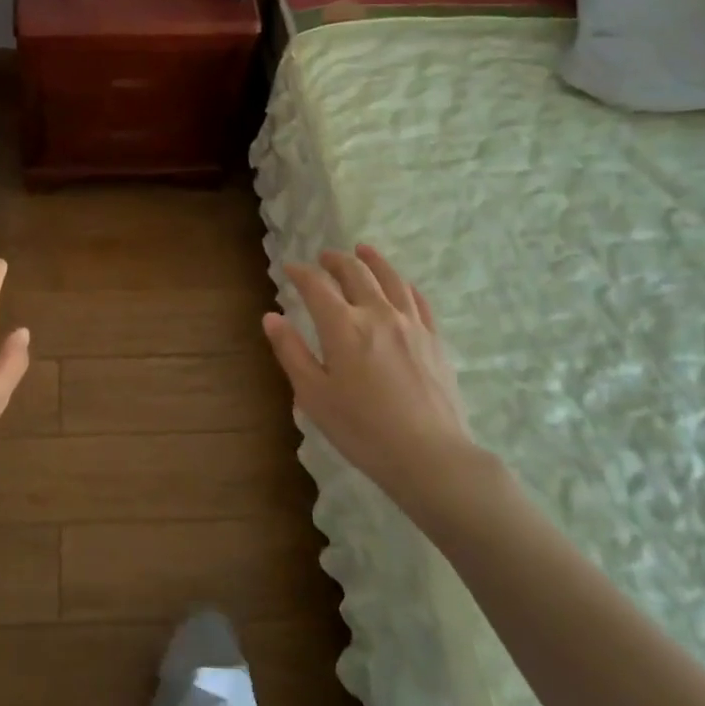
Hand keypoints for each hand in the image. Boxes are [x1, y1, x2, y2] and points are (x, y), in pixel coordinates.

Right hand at [263, 245, 505, 534]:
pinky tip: (400, 284)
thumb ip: (291, 351)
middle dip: (335, 260)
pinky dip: (403, 284)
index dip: (300, 273)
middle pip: (355, 273)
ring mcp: (411, 324)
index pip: (316, 286)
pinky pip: (418, 299)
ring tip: (362, 250)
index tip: (289, 268)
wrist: (429, 455)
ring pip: (390, 278)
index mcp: (343, 327)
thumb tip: (270, 317)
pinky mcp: (434, 339)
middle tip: (323, 256)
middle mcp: (377, 314)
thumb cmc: (361, 429)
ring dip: (372, 260)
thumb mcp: (313, 395)